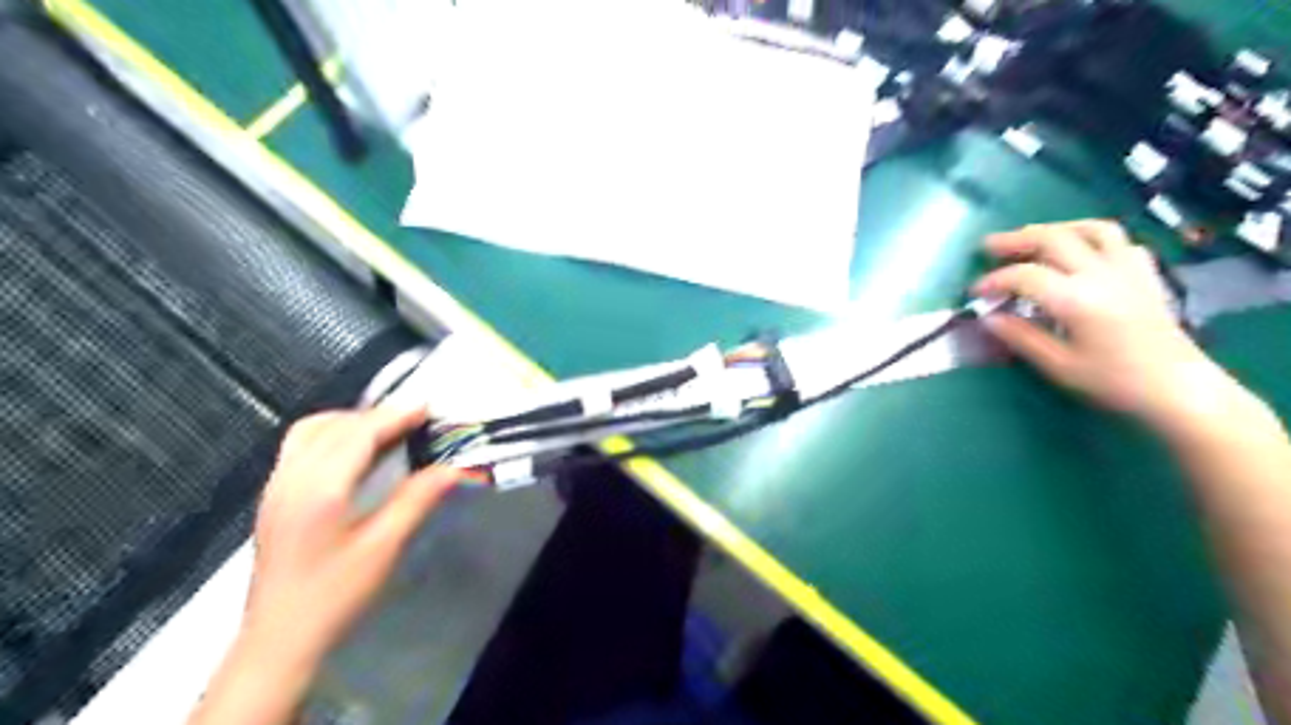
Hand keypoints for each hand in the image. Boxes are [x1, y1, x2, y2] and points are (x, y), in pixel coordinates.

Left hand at [186, 407, 458, 723]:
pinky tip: (352, 453)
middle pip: (334, 426)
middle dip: (376, 415)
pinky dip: (330, 435)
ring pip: (310, 431)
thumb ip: (418, 498)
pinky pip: (299, 446)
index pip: (360, 433)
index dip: (395, 416)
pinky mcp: (272, 498)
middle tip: (415, 421)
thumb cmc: (336, 594)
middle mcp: (292, 477)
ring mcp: (276, 487)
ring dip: (349, 421)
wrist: (279, 641)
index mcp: (320, 488)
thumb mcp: (384, 546)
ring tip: (384, 431)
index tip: (428, 408)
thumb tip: (457, 468)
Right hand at [986, 221, 1243, 432]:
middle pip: (1053, 239)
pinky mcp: (1144, 273)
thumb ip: (1021, 338)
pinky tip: (1079, 251)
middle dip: (1015, 240)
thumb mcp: (1059, 366)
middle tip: (988, 247)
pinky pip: (1118, 240)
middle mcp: (1101, 274)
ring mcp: (1127, 269)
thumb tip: (989, 318)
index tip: (974, 293)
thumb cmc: (1114, 382)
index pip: (1024, 276)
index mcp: (1077, 299)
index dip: (993, 280)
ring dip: (1054, 229)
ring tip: (1032, 239)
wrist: (1179, 387)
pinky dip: (1091, 238)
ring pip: (1089, 229)